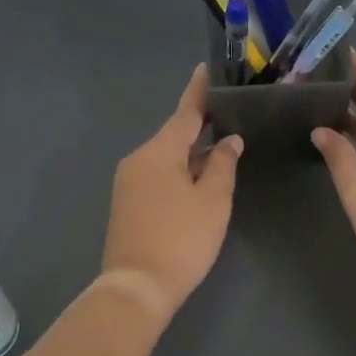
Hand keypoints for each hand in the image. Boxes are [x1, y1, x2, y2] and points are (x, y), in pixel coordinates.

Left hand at [100, 66, 242, 320]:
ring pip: (166, 157)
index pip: (185, 112)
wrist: (136, 287)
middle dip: (201, 128)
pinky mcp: (126, 203)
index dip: (199, 91)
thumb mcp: (212, 200)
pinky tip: (197, 181)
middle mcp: (139, 158)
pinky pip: (157, 175)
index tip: (206, 68)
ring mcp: (128, 181)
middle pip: (175, 135)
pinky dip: (178, 172)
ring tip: (221, 151)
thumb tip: (228, 141)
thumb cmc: (181, 239)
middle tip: (228, 116)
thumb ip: (222, 165)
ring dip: (191, 154)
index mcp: (160, 150)